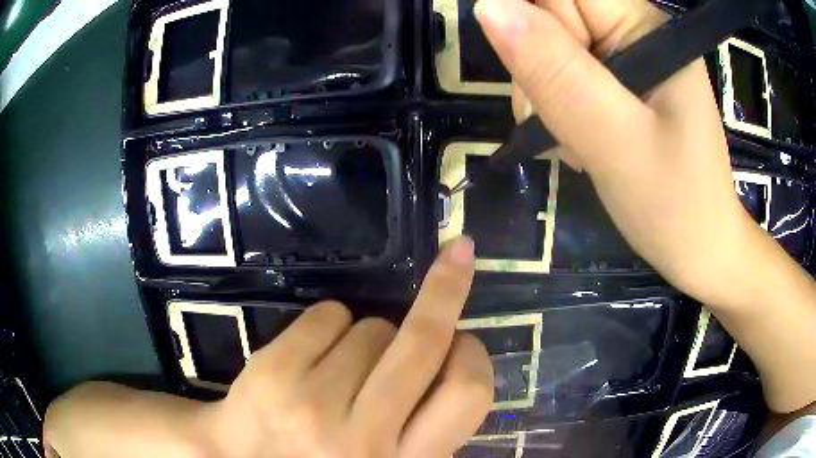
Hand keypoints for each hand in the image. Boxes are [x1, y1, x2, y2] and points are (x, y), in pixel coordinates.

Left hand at [203, 236, 492, 457]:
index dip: (475, 355)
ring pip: (373, 327)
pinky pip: (329, 315)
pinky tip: (312, 356)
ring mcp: (314, 404)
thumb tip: (452, 356)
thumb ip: (423, 425)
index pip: (468, 395)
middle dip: (447, 289)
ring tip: (343, 368)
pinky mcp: (275, 373)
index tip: (466, 336)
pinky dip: (332, 323)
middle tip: (455, 261)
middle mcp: (365, 438)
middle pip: (424, 340)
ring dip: (370, 336)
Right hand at [476, 0, 758, 305]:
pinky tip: (583, 142)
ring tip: (578, 142)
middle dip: (541, 70)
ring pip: (552, 49)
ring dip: (547, 96)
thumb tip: (489, 7)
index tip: (541, 82)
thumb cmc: (674, 205)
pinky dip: (562, 109)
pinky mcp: (622, 83)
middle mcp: (635, 30)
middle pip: (552, 17)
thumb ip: (556, 71)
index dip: (537, 29)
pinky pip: (567, 76)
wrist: (700, 249)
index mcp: (643, 27)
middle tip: (564, 124)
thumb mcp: (614, 139)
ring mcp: (629, 57)